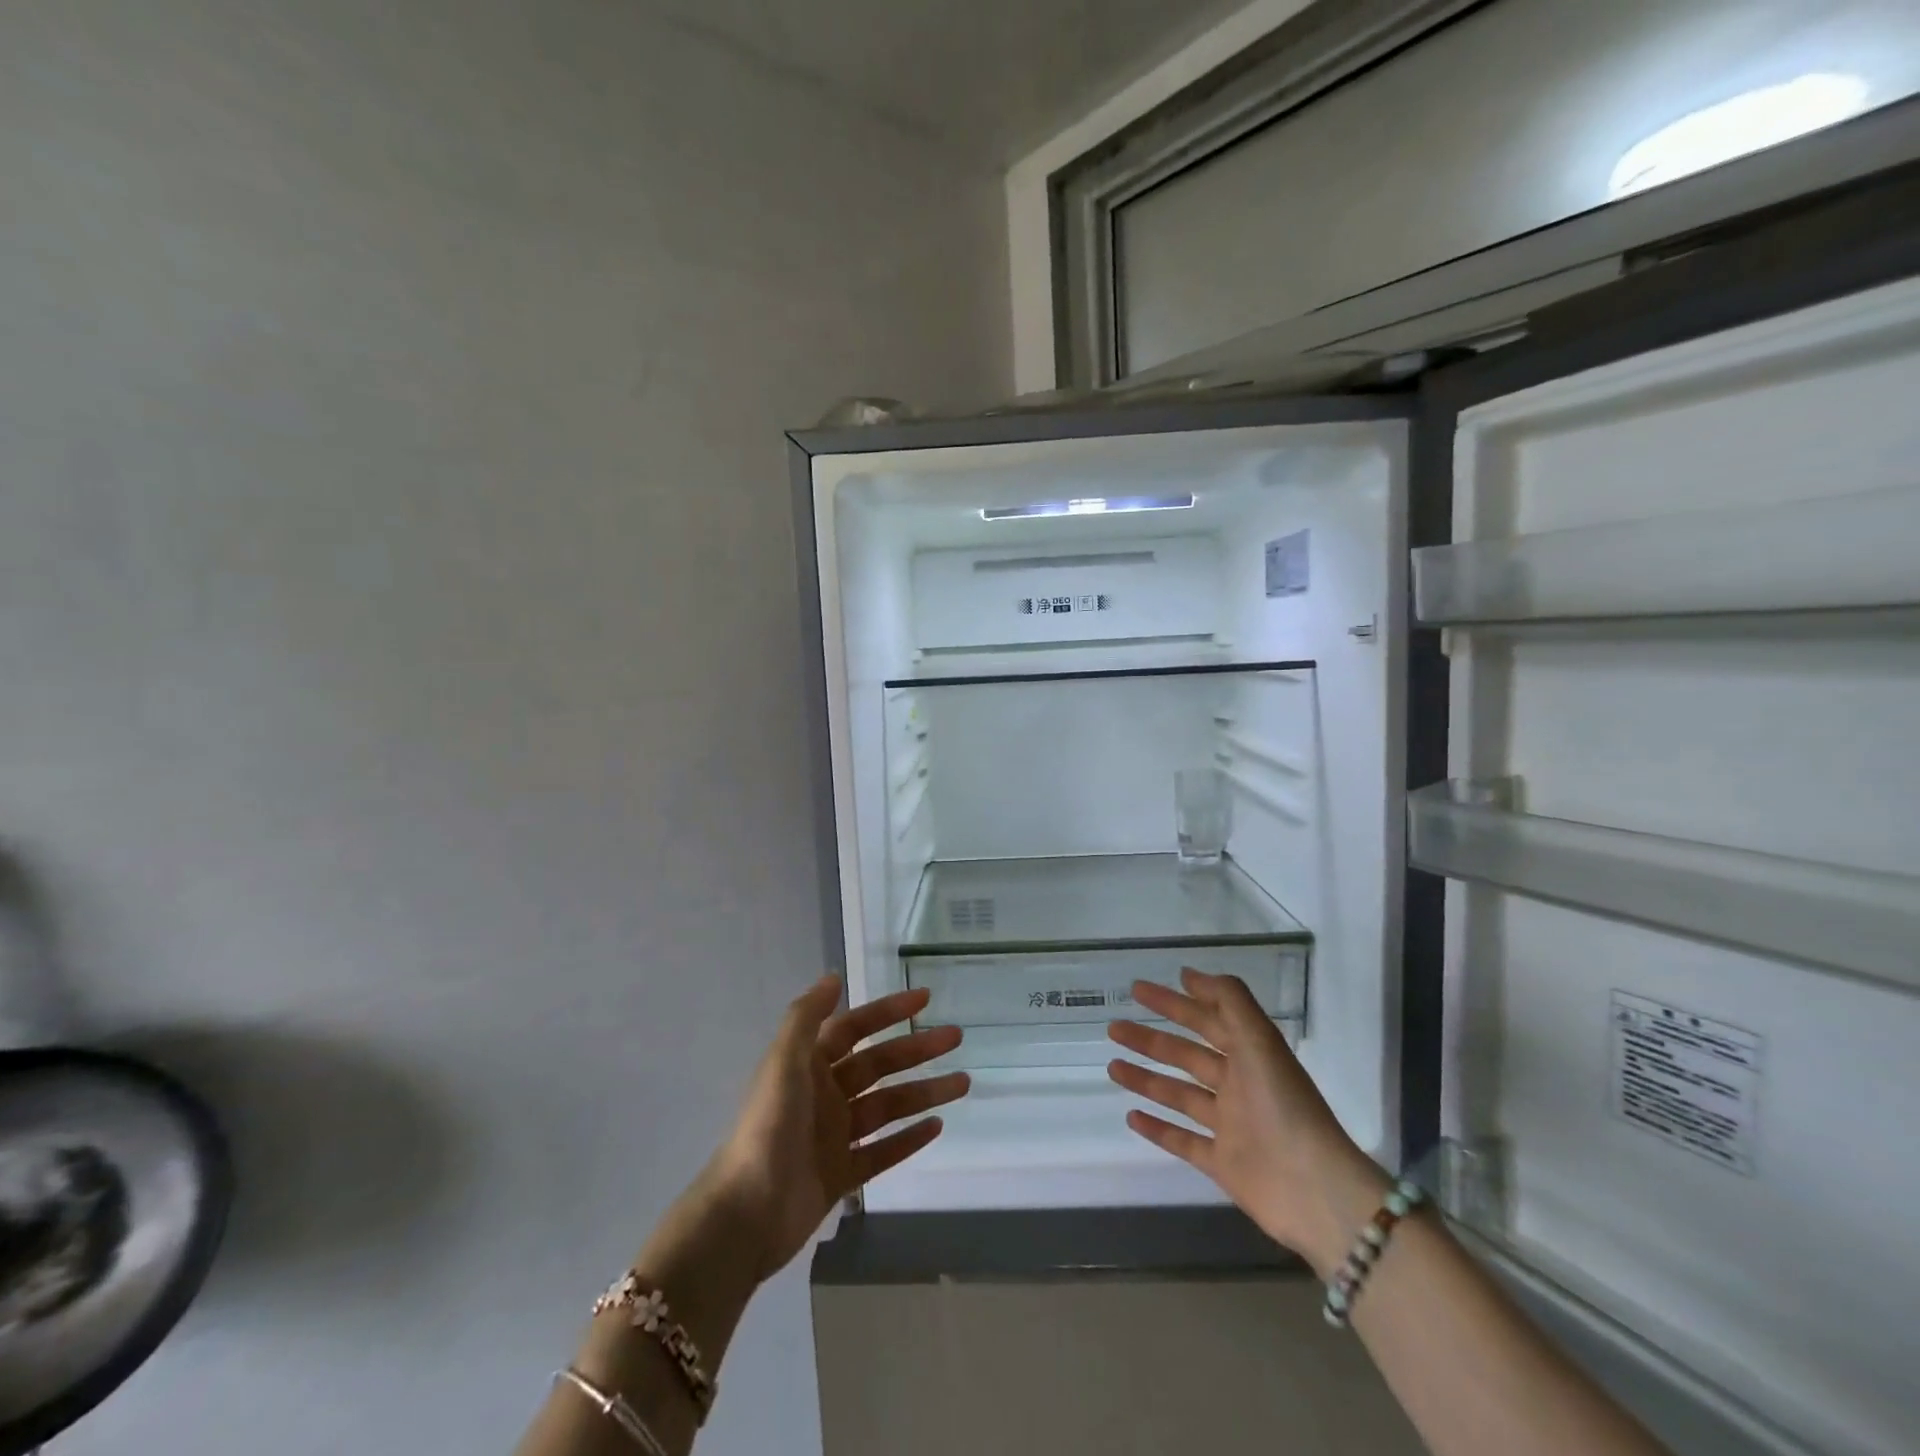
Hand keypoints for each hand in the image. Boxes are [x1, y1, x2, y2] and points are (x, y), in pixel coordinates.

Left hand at [703, 976, 968, 1281]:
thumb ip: (807, 1017)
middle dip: (917, 1049)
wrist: (746, 1214)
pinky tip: (937, 1126)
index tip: (925, 999)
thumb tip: (834, 976)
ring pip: (888, 1106)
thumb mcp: (784, 1062)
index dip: (888, 1011)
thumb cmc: (768, 1127)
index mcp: (809, 1065)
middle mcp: (824, 1094)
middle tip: (955, 1038)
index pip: (856, 1029)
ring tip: (963, 1083)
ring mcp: (834, 1136)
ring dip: (924, 1092)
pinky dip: (908, 1138)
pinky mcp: (842, 1175)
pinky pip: (883, 1152)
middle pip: (879, 1065)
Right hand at [1107, 968, 1386, 1276]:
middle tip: (1114, 1028)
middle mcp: (1239, 1086)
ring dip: (1146, 1079)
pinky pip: (1183, 1141)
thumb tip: (1189, 974)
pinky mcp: (1222, 1163)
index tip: (1138, 990)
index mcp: (1250, 1055)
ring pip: (1179, 1095)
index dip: (1173, 1003)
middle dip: (1151, 1040)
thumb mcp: (1259, 1040)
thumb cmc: (1284, 1106)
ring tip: (1112, 1066)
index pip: (1205, 1020)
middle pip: (1187, 1056)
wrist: (1313, 1190)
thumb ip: (1228, 1000)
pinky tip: (1130, 1116)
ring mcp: (1229, 1126)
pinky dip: (1157, 1129)